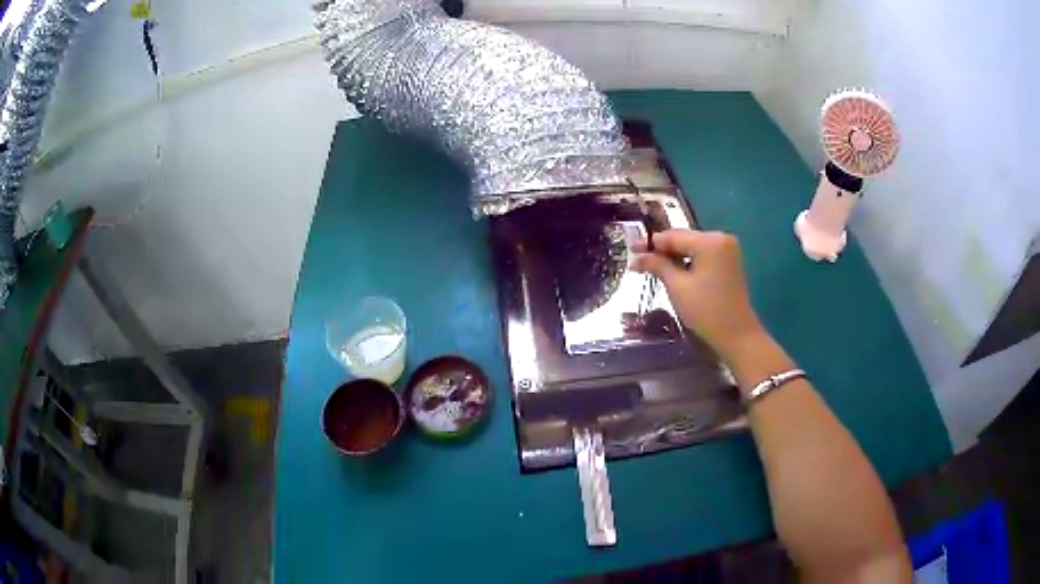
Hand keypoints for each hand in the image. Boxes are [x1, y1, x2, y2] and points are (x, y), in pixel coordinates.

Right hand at [632, 229, 763, 358]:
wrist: (736, 334)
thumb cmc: (706, 310)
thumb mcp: (677, 286)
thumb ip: (657, 265)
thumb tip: (637, 257)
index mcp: (710, 241)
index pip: (673, 236)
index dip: (650, 243)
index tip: (630, 251)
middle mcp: (721, 238)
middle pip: (683, 239)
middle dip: (661, 250)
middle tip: (638, 260)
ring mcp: (727, 250)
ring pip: (692, 247)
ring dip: (673, 256)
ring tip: (651, 266)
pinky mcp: (728, 262)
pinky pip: (702, 255)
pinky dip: (687, 262)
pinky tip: (672, 270)